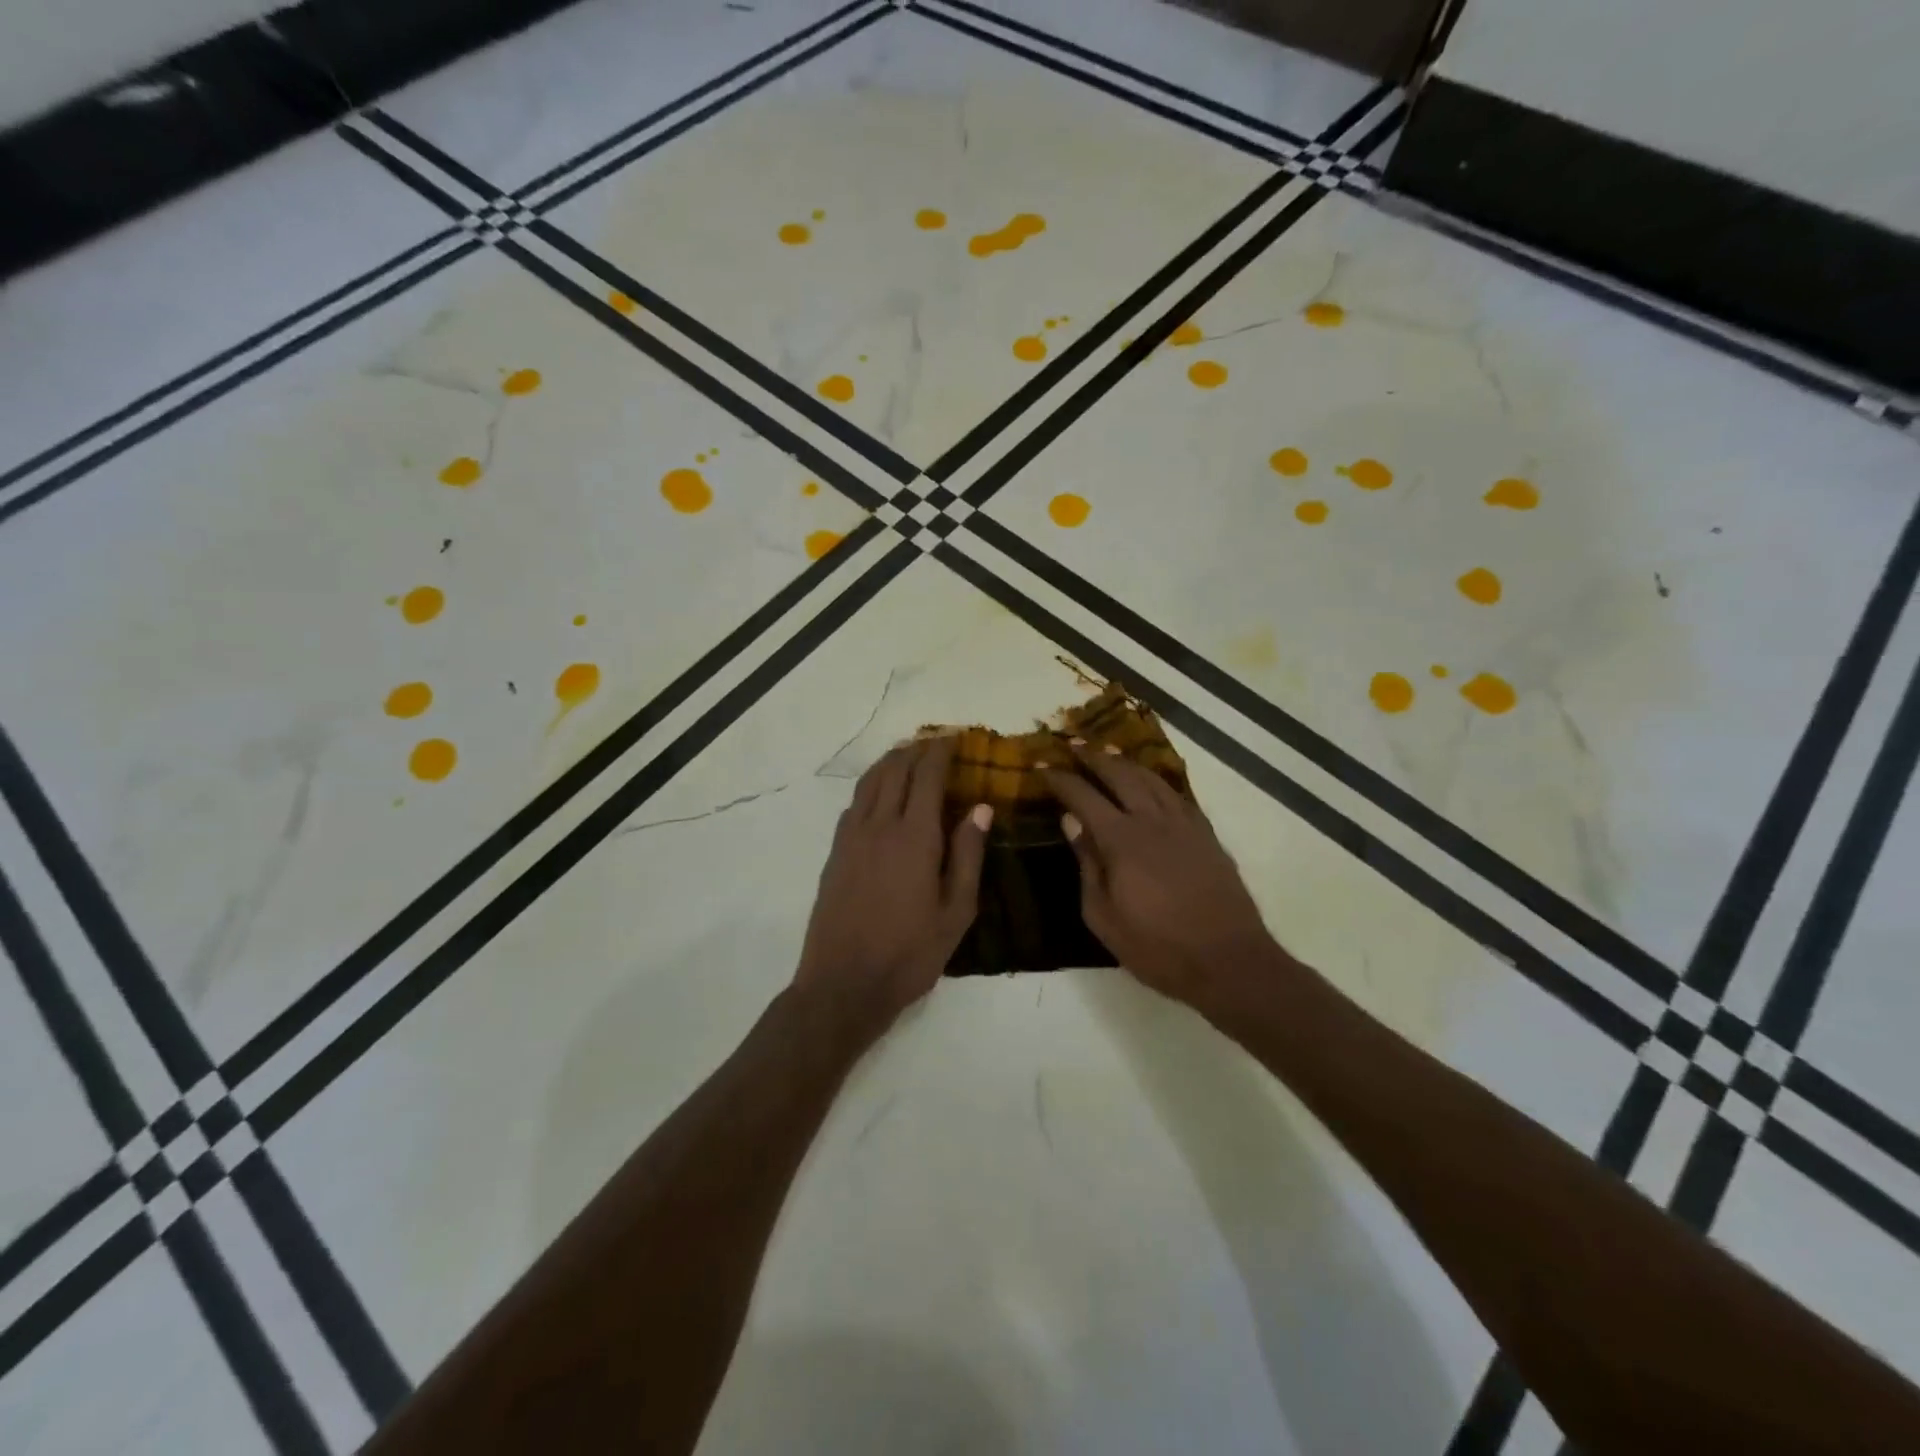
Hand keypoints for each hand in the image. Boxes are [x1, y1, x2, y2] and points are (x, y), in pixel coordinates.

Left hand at [794, 736, 989, 1037]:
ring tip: (906, 756)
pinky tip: (879, 795)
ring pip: (869, 783)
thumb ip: (968, 855)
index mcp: (914, 837)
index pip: (926, 777)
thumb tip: (980, 808)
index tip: (953, 738)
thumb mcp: (956, 912)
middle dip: (915, 750)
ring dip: (889, 762)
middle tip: (933, 742)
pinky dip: (870, 786)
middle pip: (895, 771)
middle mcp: (879, 826)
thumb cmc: (910, 953)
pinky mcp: (835, 854)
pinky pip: (854, 804)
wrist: (843, 984)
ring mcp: (851, 838)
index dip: (940, 752)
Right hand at [1045, 746, 1279, 1005]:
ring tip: (1108, 753)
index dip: (1061, 779)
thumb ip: (1087, 865)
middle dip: (1094, 757)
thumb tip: (1071, 822)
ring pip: (1151, 779)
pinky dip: (1158, 781)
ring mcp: (1184, 825)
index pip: (1084, 797)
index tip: (1043, 766)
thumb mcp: (1104, 917)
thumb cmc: (1157, 947)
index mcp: (1122, 840)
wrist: (1228, 961)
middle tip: (1073, 746)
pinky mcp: (1206, 835)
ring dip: (1126, 763)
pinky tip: (1152, 783)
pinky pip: (1178, 795)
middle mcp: (1152, 821)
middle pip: (1120, 776)